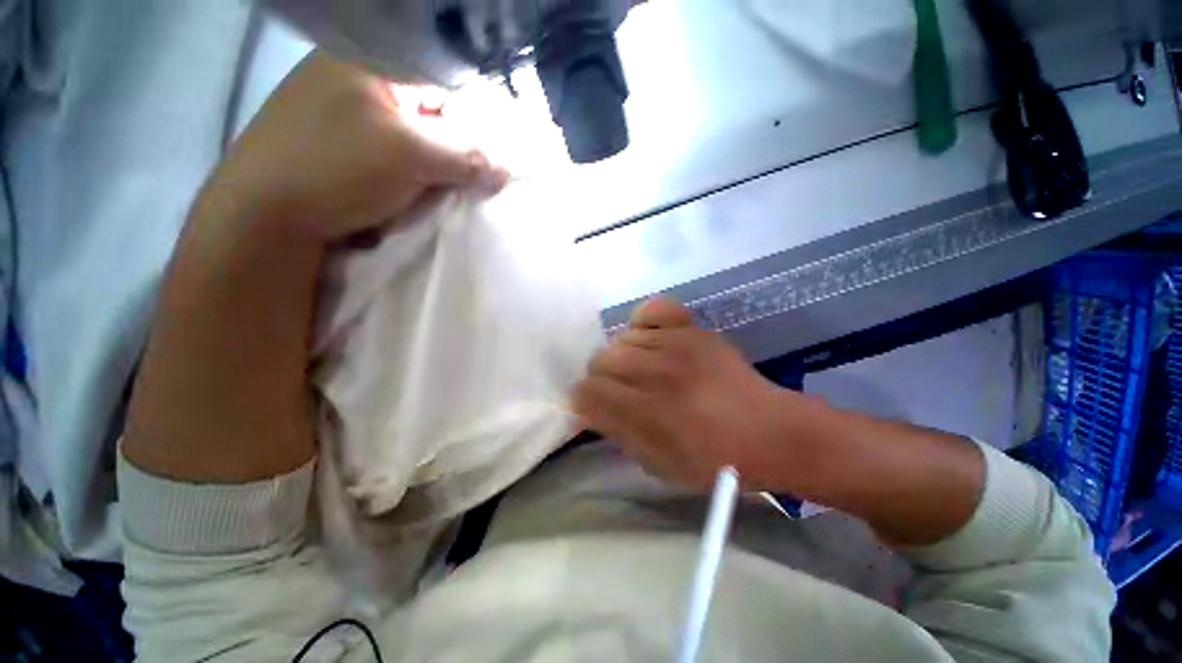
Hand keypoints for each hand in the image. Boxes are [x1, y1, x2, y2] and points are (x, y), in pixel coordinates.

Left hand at [207, 51, 503, 243]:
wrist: (266, 216)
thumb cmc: (334, 168)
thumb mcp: (408, 155)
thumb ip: (463, 156)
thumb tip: (506, 170)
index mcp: (367, 63)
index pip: (442, 85)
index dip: (472, 124)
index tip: (489, 161)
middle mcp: (357, 82)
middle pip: (429, 115)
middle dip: (453, 150)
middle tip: (469, 181)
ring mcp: (346, 117)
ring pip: (414, 140)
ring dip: (434, 168)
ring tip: (441, 191)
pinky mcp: (342, 150)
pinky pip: (395, 158)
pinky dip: (412, 177)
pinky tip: (415, 194)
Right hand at [572, 298, 820, 489]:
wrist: (771, 431)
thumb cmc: (713, 459)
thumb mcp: (658, 464)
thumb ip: (617, 432)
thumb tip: (585, 408)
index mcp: (648, 411)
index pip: (588, 391)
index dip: (585, 401)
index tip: (594, 408)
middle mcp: (657, 371)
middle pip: (600, 359)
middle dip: (601, 379)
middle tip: (619, 392)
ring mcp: (676, 344)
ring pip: (620, 339)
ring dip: (623, 358)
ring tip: (641, 371)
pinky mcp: (693, 329)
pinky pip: (653, 309)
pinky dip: (643, 323)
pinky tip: (651, 341)